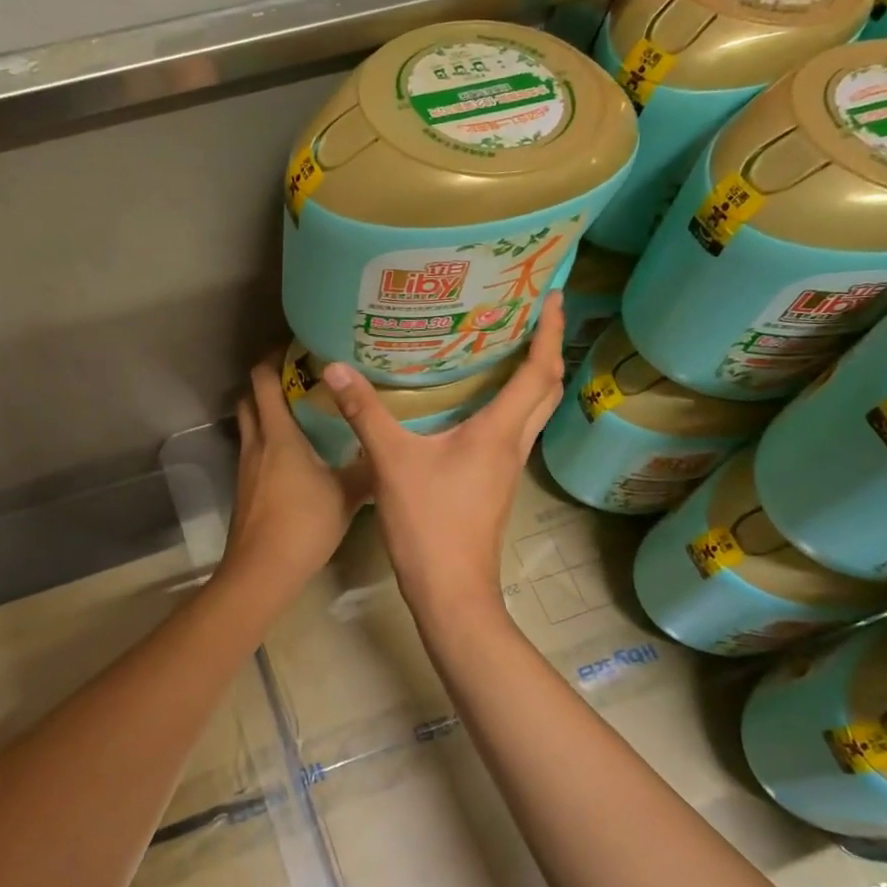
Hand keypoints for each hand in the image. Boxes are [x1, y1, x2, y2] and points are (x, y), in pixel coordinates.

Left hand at [218, 359, 372, 604]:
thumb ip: (369, 470)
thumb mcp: (346, 495)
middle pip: (249, 396)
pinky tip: (296, 454)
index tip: (298, 347)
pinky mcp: (245, 488)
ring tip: (303, 410)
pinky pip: (254, 449)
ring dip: (267, 411)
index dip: (274, 357)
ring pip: (250, 424)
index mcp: (278, 435)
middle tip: (302, 377)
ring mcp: (246, 466)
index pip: (263, 380)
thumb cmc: (304, 525)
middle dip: (269, 381)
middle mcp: (256, 443)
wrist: (262, 571)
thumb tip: (391, 452)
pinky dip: (269, 440)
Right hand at [321, 294, 565, 625]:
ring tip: (506, 347)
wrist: (451, 591)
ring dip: (531, 377)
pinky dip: (508, 405)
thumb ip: (365, 413)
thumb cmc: (430, 524)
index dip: (548, 332)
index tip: (551, 295)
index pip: (538, 372)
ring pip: (532, 412)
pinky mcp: (494, 483)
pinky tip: (476, 403)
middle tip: (531, 314)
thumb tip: (335, 367)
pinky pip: (512, 432)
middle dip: (547, 348)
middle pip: (547, 389)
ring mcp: (507, 467)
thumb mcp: (392, 462)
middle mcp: (513, 445)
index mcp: (499, 432)